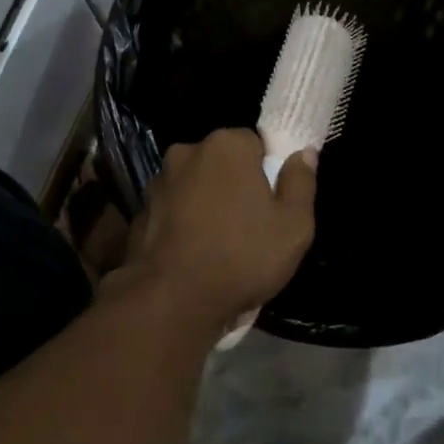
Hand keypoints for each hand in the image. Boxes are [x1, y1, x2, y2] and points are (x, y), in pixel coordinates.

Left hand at [113, 128, 316, 330]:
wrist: (172, 299)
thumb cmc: (242, 257)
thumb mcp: (294, 226)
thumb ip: (301, 183)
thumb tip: (304, 153)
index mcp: (226, 145)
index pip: (254, 144)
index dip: (267, 173)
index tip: (271, 205)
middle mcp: (186, 152)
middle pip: (221, 162)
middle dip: (235, 185)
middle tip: (250, 227)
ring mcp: (158, 182)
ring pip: (194, 186)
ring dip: (206, 204)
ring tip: (219, 245)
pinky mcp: (139, 211)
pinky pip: (172, 210)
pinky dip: (183, 223)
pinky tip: (192, 254)